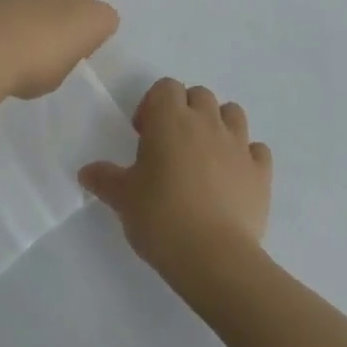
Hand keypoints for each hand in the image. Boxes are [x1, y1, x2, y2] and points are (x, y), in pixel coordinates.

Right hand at [79, 78, 271, 291]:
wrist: (215, 259)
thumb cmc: (162, 218)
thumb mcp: (123, 199)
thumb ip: (104, 179)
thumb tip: (85, 171)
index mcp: (170, 118)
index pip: (166, 87)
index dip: (154, 105)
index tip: (144, 135)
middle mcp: (206, 121)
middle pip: (199, 94)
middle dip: (186, 110)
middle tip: (172, 144)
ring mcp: (238, 144)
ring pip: (232, 113)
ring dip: (219, 124)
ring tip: (205, 155)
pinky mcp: (261, 172)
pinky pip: (258, 150)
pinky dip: (247, 156)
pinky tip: (235, 176)